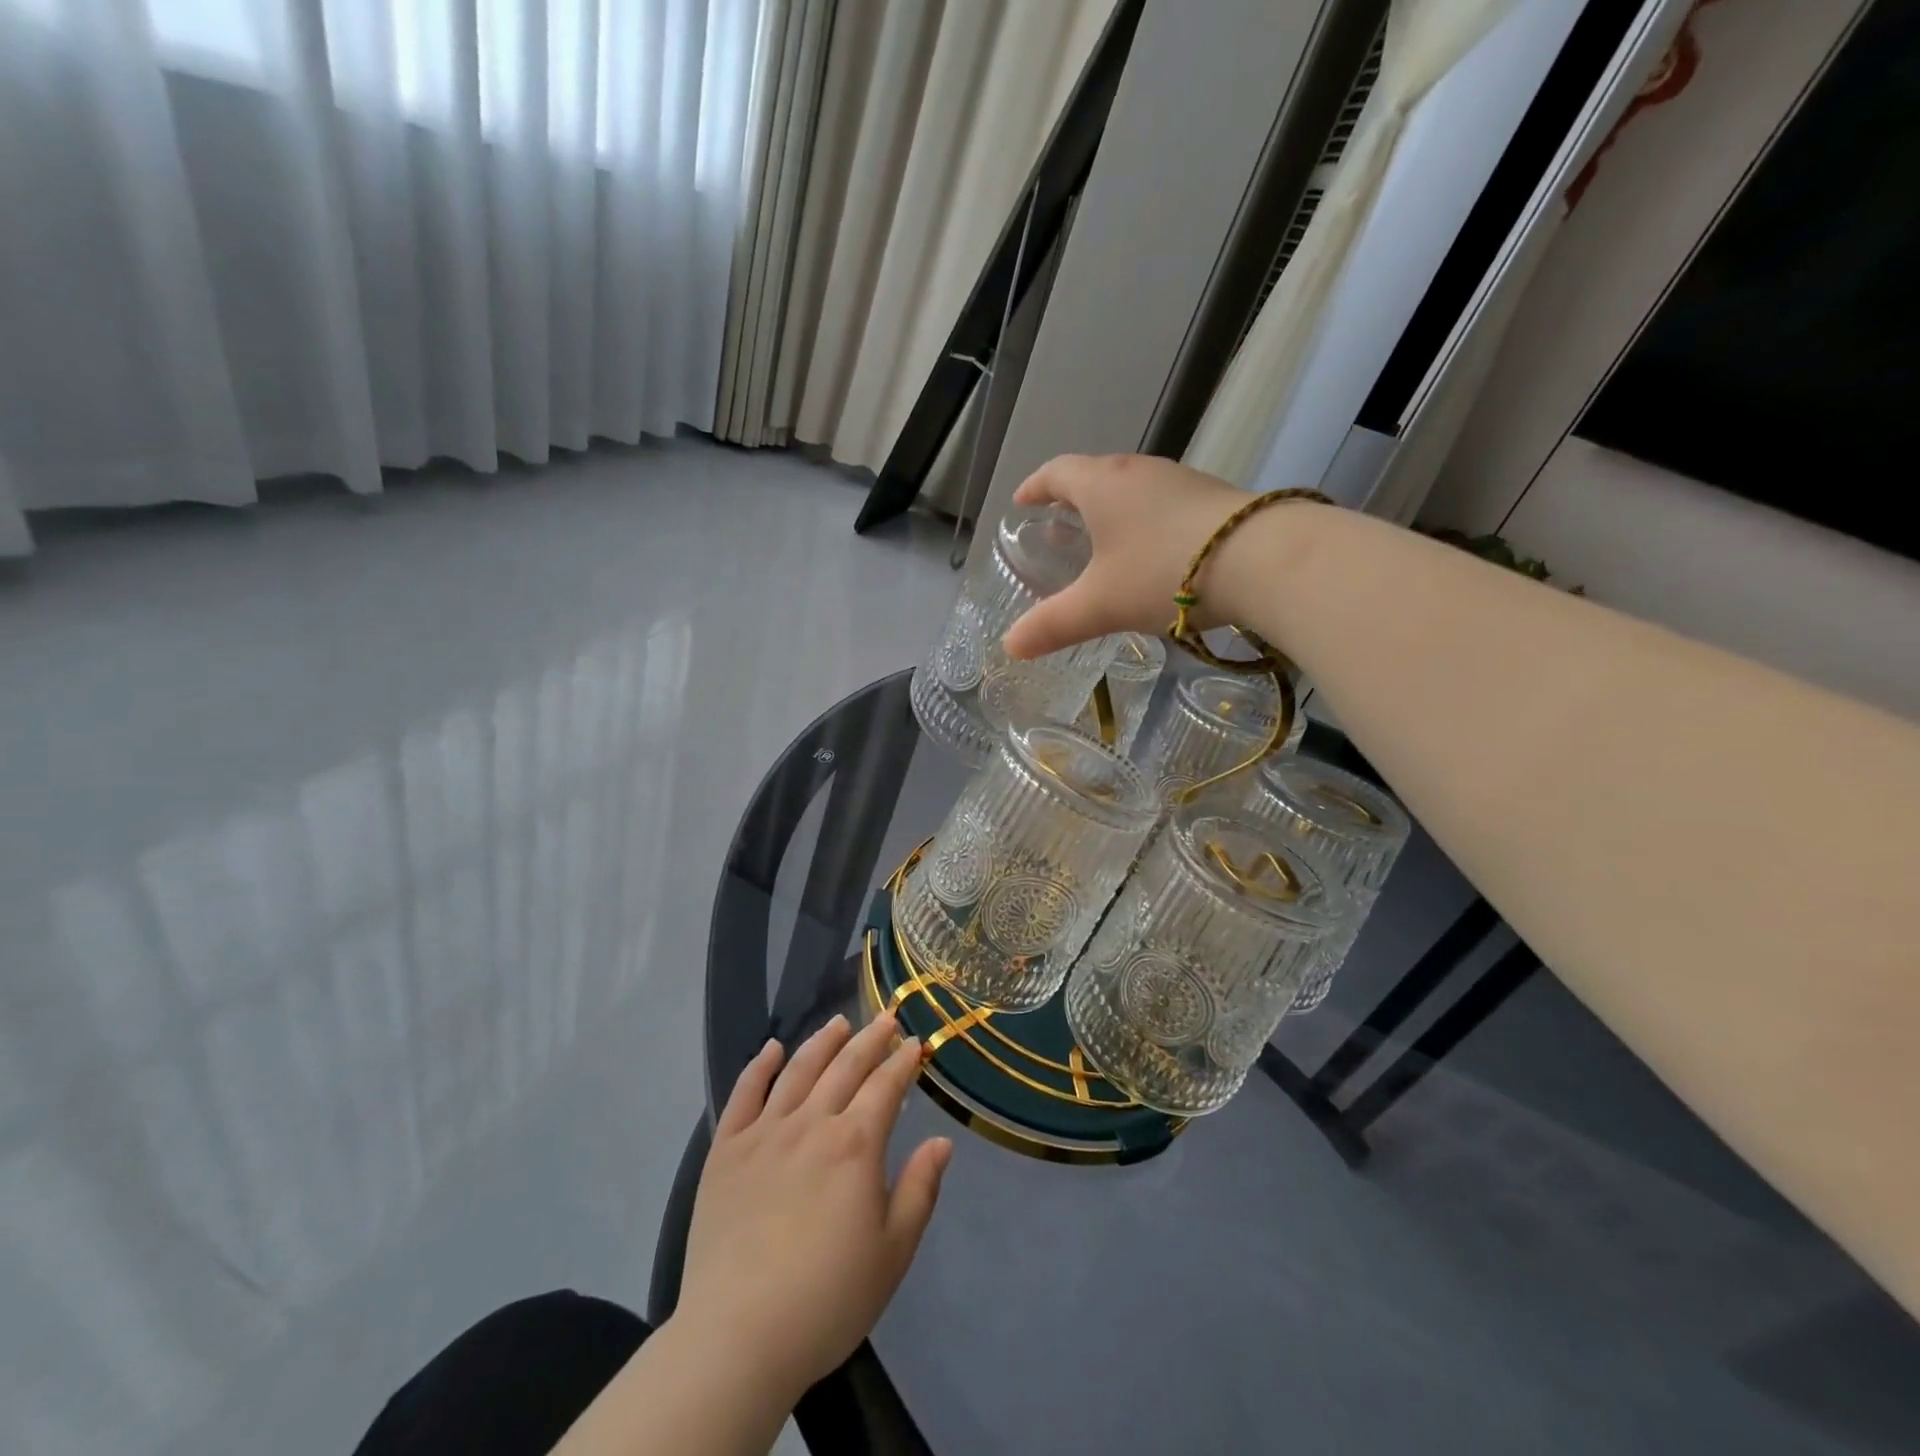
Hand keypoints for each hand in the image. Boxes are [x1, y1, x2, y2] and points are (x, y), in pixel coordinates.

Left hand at [675, 1014, 951, 1404]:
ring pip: (798, 1070)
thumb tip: (941, 1141)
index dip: (903, 1060)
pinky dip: (760, 1066)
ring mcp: (764, 1133)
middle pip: (845, 1066)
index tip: (915, 1042)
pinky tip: (772, 1048)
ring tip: (839, 1023)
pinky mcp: (726, 1151)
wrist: (738, 1337)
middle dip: (870, 1038)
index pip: (885, 1086)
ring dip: (822, 1041)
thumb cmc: (827, 1299)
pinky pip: (743, 1094)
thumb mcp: (893, 1252)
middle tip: (886, 1017)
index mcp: (855, 1145)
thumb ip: (920, 1189)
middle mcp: (812, 1124)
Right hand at [1001, 453, 1247, 659]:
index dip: (1034, 487)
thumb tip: (1009, 647)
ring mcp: (1181, 481)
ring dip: (1112, 513)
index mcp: (1103, 485)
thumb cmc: (1163, 572)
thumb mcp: (1100, 605)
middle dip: (1072, 502)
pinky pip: (1164, 505)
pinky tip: (1154, 555)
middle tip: (1060, 530)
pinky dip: (1145, 523)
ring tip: (1104, 545)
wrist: (1263, 560)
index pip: (1057, 473)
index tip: (1022, 503)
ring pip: (1133, 491)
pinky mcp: (1214, 499)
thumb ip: (1053, 624)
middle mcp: (1140, 472)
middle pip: (1095, 477)